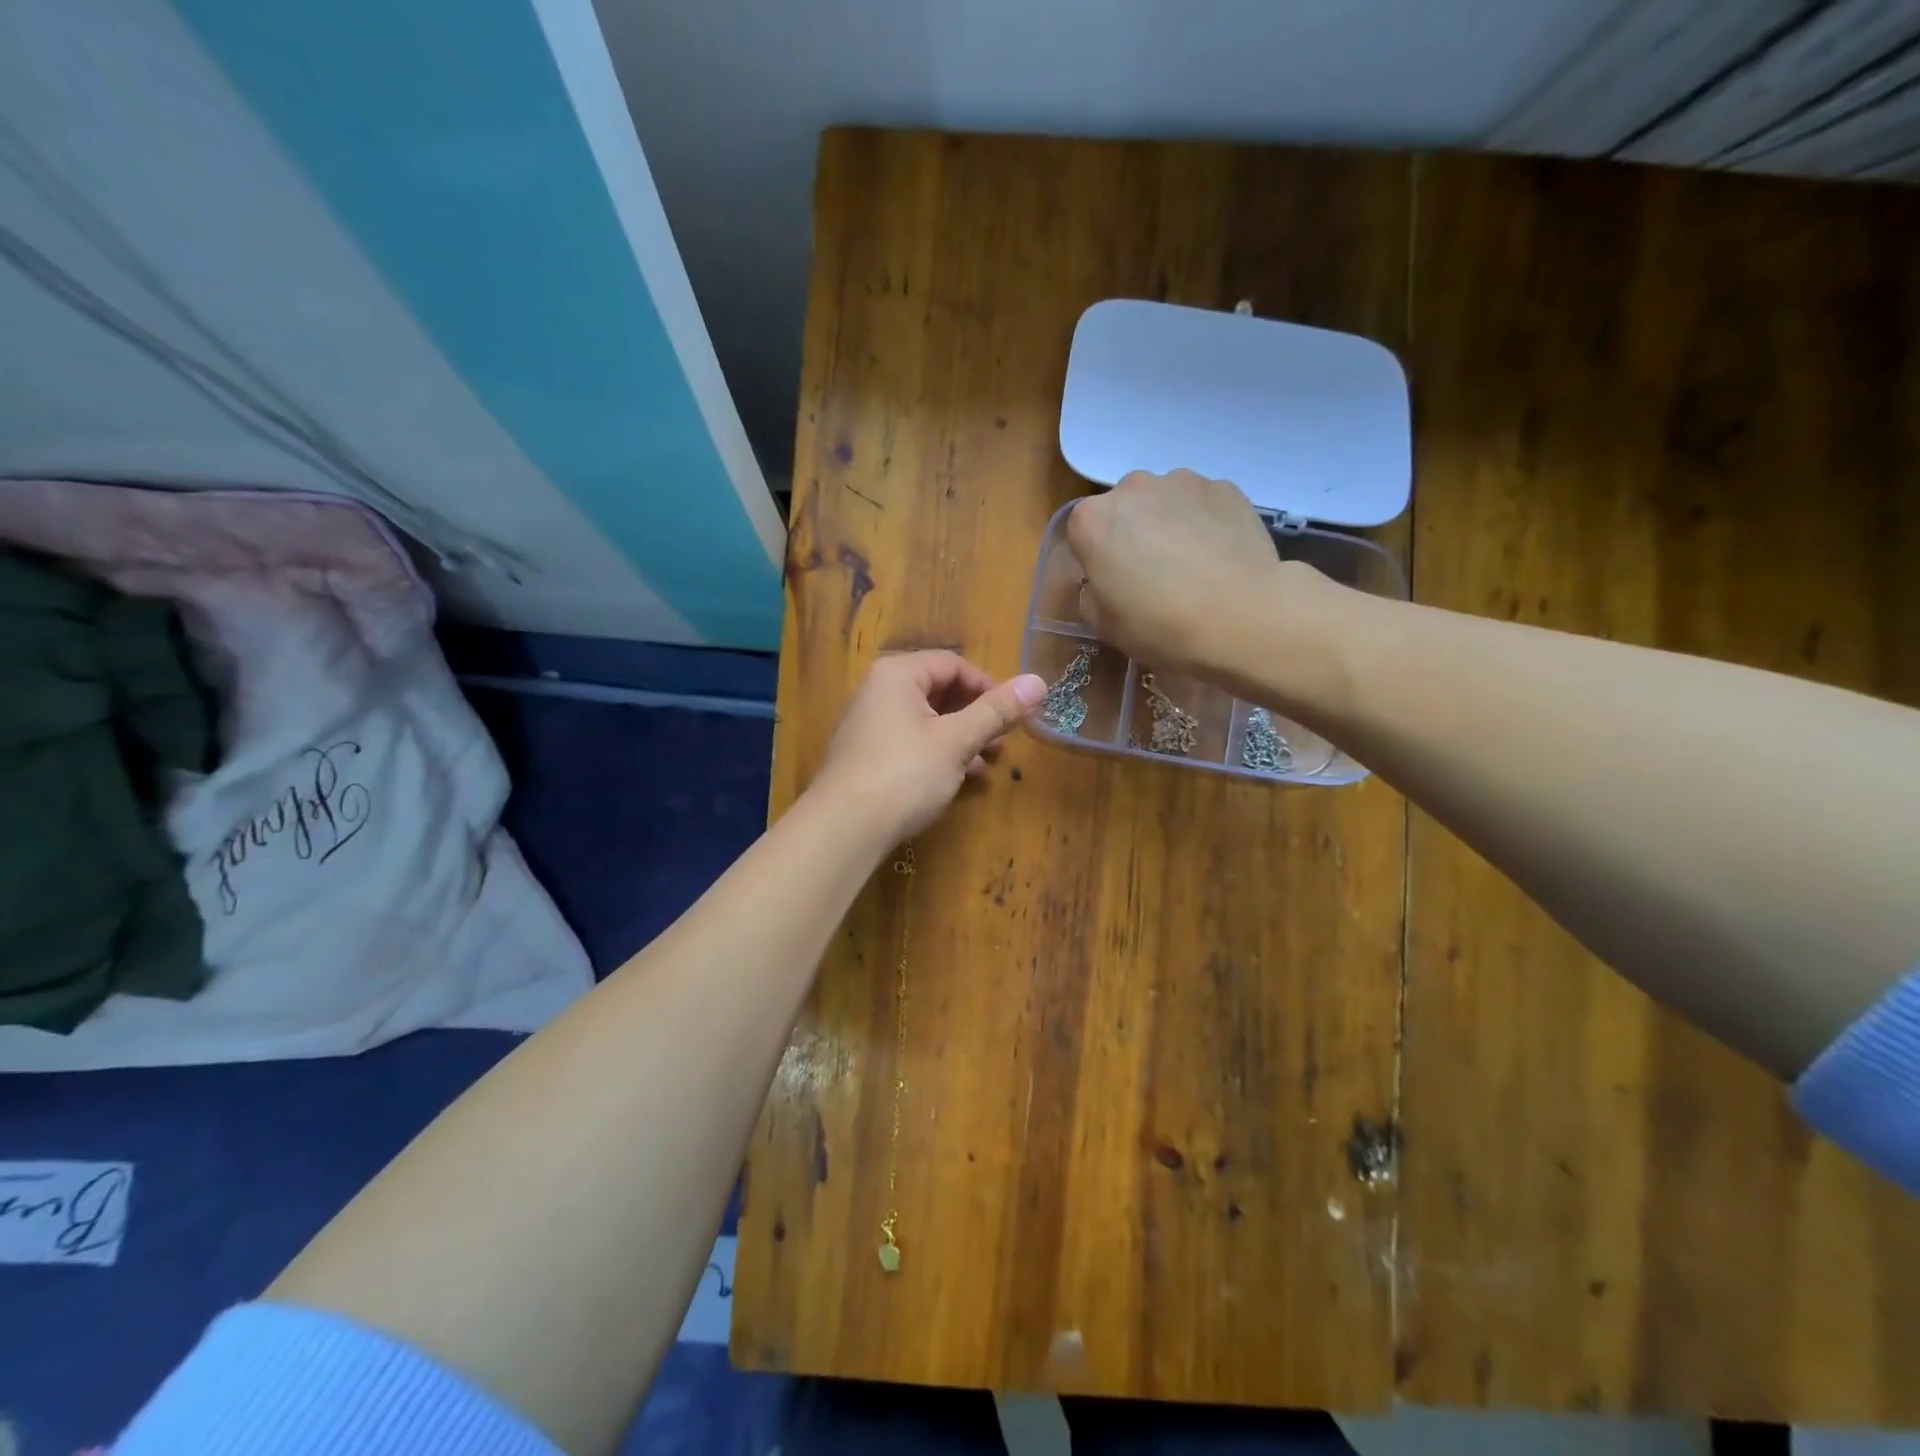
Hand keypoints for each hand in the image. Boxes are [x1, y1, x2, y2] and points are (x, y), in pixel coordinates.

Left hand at [811, 651, 1046, 840]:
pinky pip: (910, 743)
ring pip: (926, 720)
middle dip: (975, 714)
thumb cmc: (905, 772)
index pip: (953, 664)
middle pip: (938, 691)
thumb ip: (996, 711)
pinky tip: (960, 777)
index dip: (988, 685)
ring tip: (988, 761)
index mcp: (898, 674)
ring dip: (961, 737)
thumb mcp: (957, 740)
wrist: (845, 827)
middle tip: (1003, 739)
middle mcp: (878, 691)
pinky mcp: (866, 756)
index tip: (1013, 714)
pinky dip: (938, 753)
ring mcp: (869, 725)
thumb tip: (1038, 681)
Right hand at [1066, 469, 1290, 678]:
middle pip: (1124, 508)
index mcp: (1092, 522)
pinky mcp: (1224, 487)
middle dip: (1132, 532)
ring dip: (1169, 523)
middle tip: (1153, 572)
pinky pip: (1203, 503)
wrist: (1242, 618)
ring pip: (1165, 500)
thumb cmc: (1160, 626)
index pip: (1082, 531)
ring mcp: (1181, 481)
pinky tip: (1219, 556)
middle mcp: (1132, 488)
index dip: (1096, 557)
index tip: (1114, 581)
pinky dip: (1205, 522)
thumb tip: (1104, 581)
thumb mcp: (1105, 625)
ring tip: (1192, 563)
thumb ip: (1092, 594)